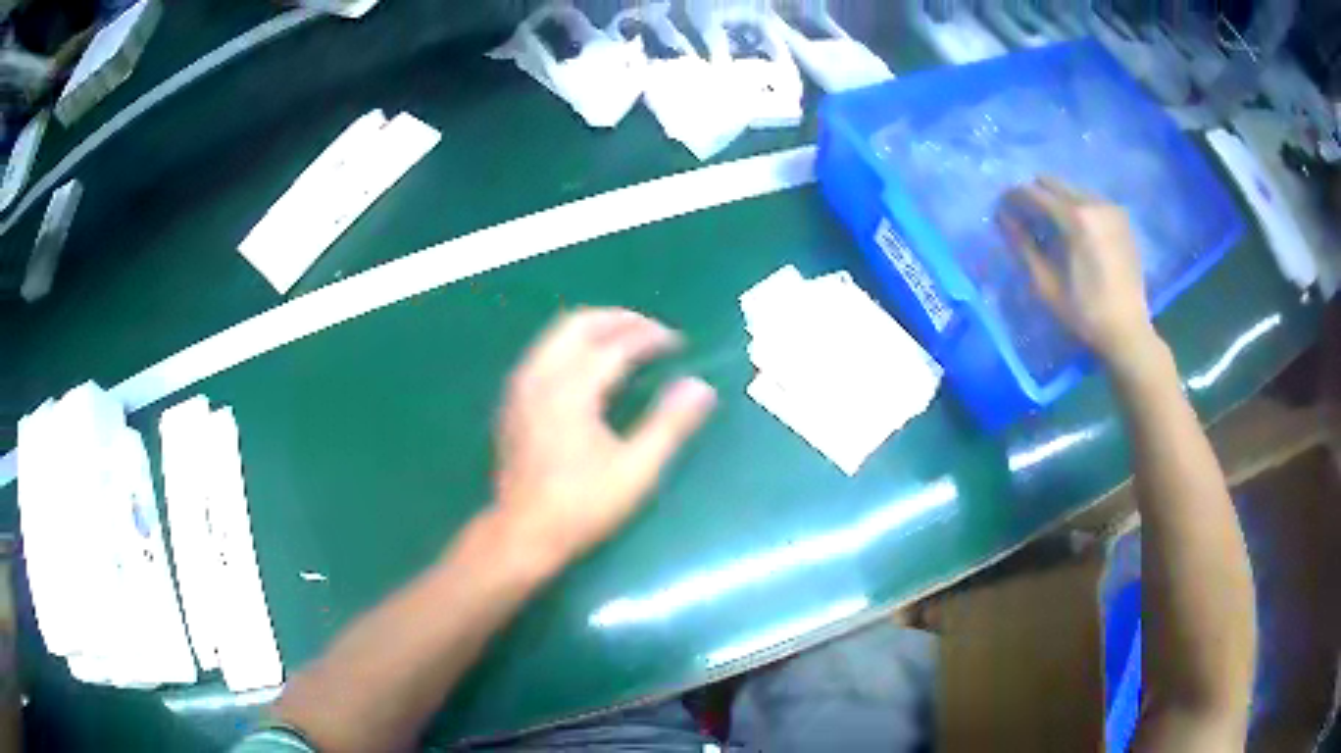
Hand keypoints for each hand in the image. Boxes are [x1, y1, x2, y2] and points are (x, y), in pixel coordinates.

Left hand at [489, 308, 716, 574]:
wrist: (521, 533)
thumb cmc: (581, 506)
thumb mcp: (635, 471)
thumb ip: (670, 425)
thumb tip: (701, 387)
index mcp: (571, 390)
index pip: (616, 346)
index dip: (650, 337)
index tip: (678, 342)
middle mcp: (540, 377)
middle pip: (578, 325)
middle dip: (618, 319)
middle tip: (651, 330)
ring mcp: (521, 387)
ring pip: (556, 335)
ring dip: (594, 329)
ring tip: (626, 341)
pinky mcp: (513, 401)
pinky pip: (544, 353)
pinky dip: (572, 346)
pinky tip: (589, 367)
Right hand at [998, 177, 1160, 372]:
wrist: (1128, 331)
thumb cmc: (1084, 314)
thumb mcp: (1046, 284)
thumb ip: (1022, 246)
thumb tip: (1003, 218)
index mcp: (1074, 217)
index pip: (1032, 193)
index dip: (1012, 198)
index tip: (1001, 211)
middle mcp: (1093, 203)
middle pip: (1052, 183)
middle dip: (1034, 196)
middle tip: (1025, 220)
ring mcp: (1110, 208)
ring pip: (1071, 189)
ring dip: (1056, 201)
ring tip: (1050, 228)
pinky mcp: (1121, 219)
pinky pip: (1090, 200)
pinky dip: (1077, 209)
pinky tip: (1075, 233)